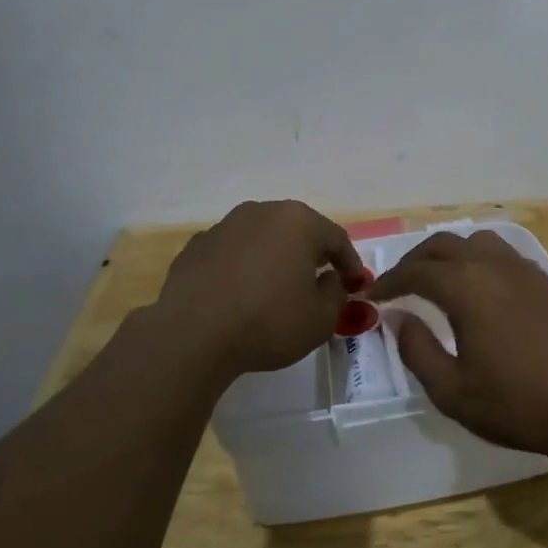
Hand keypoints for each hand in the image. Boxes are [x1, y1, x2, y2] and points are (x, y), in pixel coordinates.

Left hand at [156, 200, 362, 377]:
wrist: (192, 335)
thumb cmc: (268, 322)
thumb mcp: (320, 319)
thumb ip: (336, 294)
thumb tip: (329, 279)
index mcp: (298, 222)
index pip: (336, 238)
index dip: (350, 262)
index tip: (355, 283)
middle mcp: (261, 212)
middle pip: (297, 230)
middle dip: (311, 253)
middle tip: (320, 278)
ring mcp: (225, 226)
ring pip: (261, 237)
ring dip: (274, 256)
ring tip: (277, 285)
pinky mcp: (196, 245)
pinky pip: (232, 252)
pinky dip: (242, 266)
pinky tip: (240, 293)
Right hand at [367, 230, 547, 463]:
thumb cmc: (519, 403)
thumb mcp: (453, 391)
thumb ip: (418, 351)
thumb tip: (399, 319)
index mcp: (465, 287)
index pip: (415, 272)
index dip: (388, 282)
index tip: (371, 295)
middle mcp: (492, 265)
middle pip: (443, 245)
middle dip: (414, 261)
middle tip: (398, 285)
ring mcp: (523, 269)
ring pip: (475, 242)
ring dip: (449, 254)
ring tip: (437, 280)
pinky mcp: (546, 281)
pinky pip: (502, 254)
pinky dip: (478, 260)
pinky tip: (480, 288)